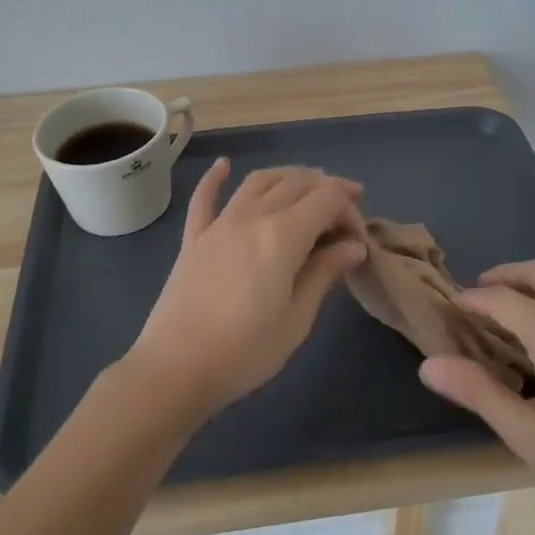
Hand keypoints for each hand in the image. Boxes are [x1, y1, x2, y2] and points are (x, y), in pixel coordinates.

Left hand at [123, 160, 368, 421]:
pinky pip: (205, 198)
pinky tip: (223, 165)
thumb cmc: (245, 352)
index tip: (360, 241)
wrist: (175, 369)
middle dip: (328, 190)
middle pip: (297, 183)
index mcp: (282, 236)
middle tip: (348, 209)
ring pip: (258, 181)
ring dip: (289, 176)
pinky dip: (216, 177)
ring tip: (309, 186)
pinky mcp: (193, 238)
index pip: (327, 201)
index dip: (350, 212)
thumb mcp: (296, 319)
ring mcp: (218, 224)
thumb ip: (324, 273)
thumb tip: (354, 246)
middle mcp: (251, 217)